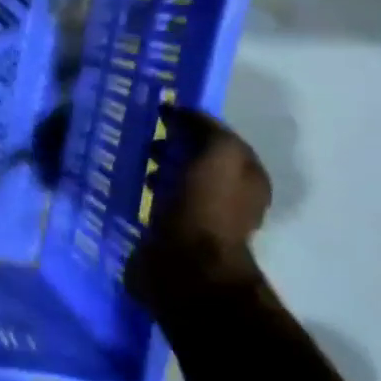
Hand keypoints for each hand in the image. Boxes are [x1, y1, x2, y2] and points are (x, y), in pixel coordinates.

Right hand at [127, 106, 270, 307]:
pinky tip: (133, 191)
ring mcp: (204, 218)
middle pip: (200, 161)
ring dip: (159, 171)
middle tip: (145, 142)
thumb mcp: (217, 154)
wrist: (185, 267)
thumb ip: (205, 129)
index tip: (160, 116)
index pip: (220, 139)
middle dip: (174, 148)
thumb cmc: (204, 208)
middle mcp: (232, 197)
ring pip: (180, 182)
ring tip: (135, 166)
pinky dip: (149, 194)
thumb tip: (180, 112)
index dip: (193, 125)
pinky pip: (162, 204)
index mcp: (248, 176)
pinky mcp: (176, 235)